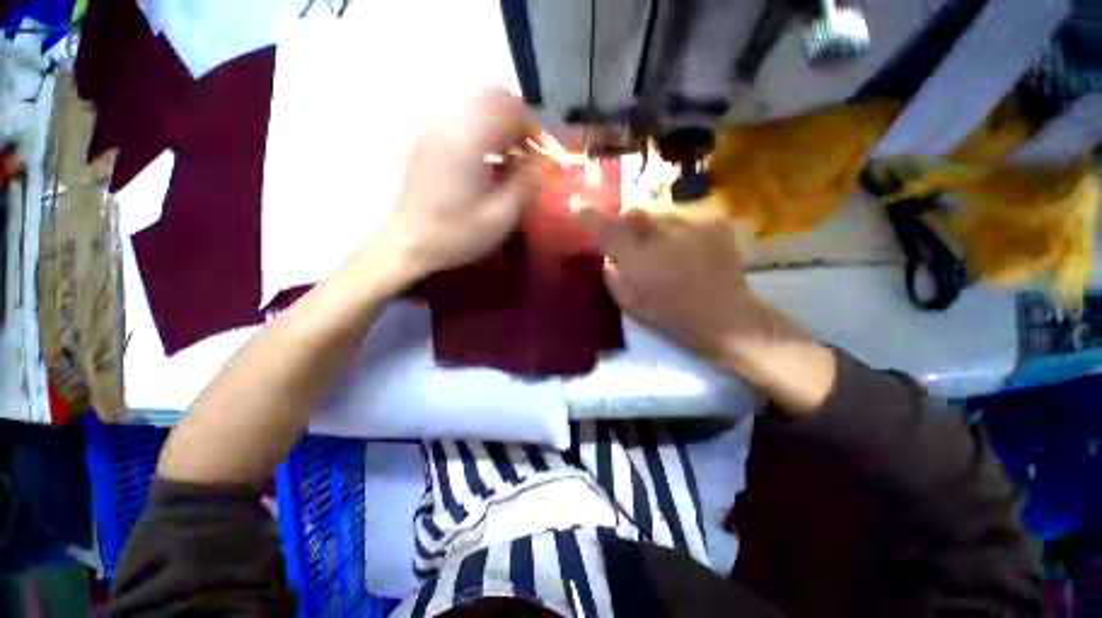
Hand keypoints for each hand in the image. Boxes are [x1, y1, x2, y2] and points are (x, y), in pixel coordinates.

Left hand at [376, 88, 541, 282]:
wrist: (408, 245)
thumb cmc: (456, 235)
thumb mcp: (501, 217)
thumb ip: (527, 183)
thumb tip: (544, 160)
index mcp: (466, 142)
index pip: (507, 107)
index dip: (531, 126)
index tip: (541, 152)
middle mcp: (446, 124)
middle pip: (490, 96)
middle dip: (516, 120)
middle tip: (527, 152)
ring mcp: (432, 130)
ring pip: (475, 106)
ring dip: (499, 125)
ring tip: (510, 159)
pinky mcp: (426, 141)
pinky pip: (461, 120)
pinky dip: (482, 132)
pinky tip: (487, 163)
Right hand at [575, 206, 784, 356]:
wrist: (727, 317)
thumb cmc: (673, 317)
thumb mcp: (631, 304)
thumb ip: (613, 276)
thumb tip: (608, 256)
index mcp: (640, 260)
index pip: (607, 229)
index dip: (589, 216)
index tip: (575, 205)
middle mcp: (664, 235)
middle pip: (633, 213)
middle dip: (625, 224)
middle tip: (630, 242)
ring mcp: (692, 223)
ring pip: (658, 212)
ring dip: (651, 227)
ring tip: (661, 248)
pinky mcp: (713, 220)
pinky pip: (682, 216)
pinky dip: (675, 229)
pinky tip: (683, 247)